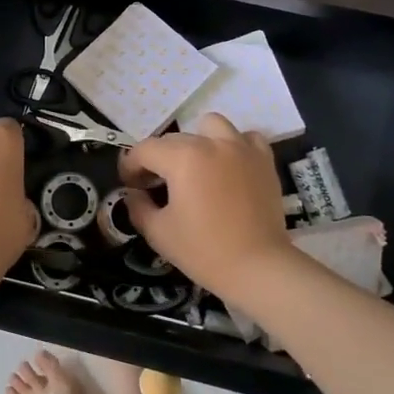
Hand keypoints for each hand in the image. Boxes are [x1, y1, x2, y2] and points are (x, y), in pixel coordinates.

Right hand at [120, 113, 295, 299]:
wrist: (257, 267)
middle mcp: (211, 143)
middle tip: (157, 185)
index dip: (130, 166)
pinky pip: (245, 137)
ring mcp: (241, 148)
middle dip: (159, 159)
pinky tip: (228, 165)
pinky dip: (233, 145)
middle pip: (174, 139)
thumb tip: (134, 193)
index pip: (145, 149)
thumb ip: (138, 206)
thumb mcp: (158, 232)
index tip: (129, 185)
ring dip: (197, 141)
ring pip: (210, 125)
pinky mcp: (263, 160)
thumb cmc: (203, 251)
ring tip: (196, 166)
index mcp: (182, 158)